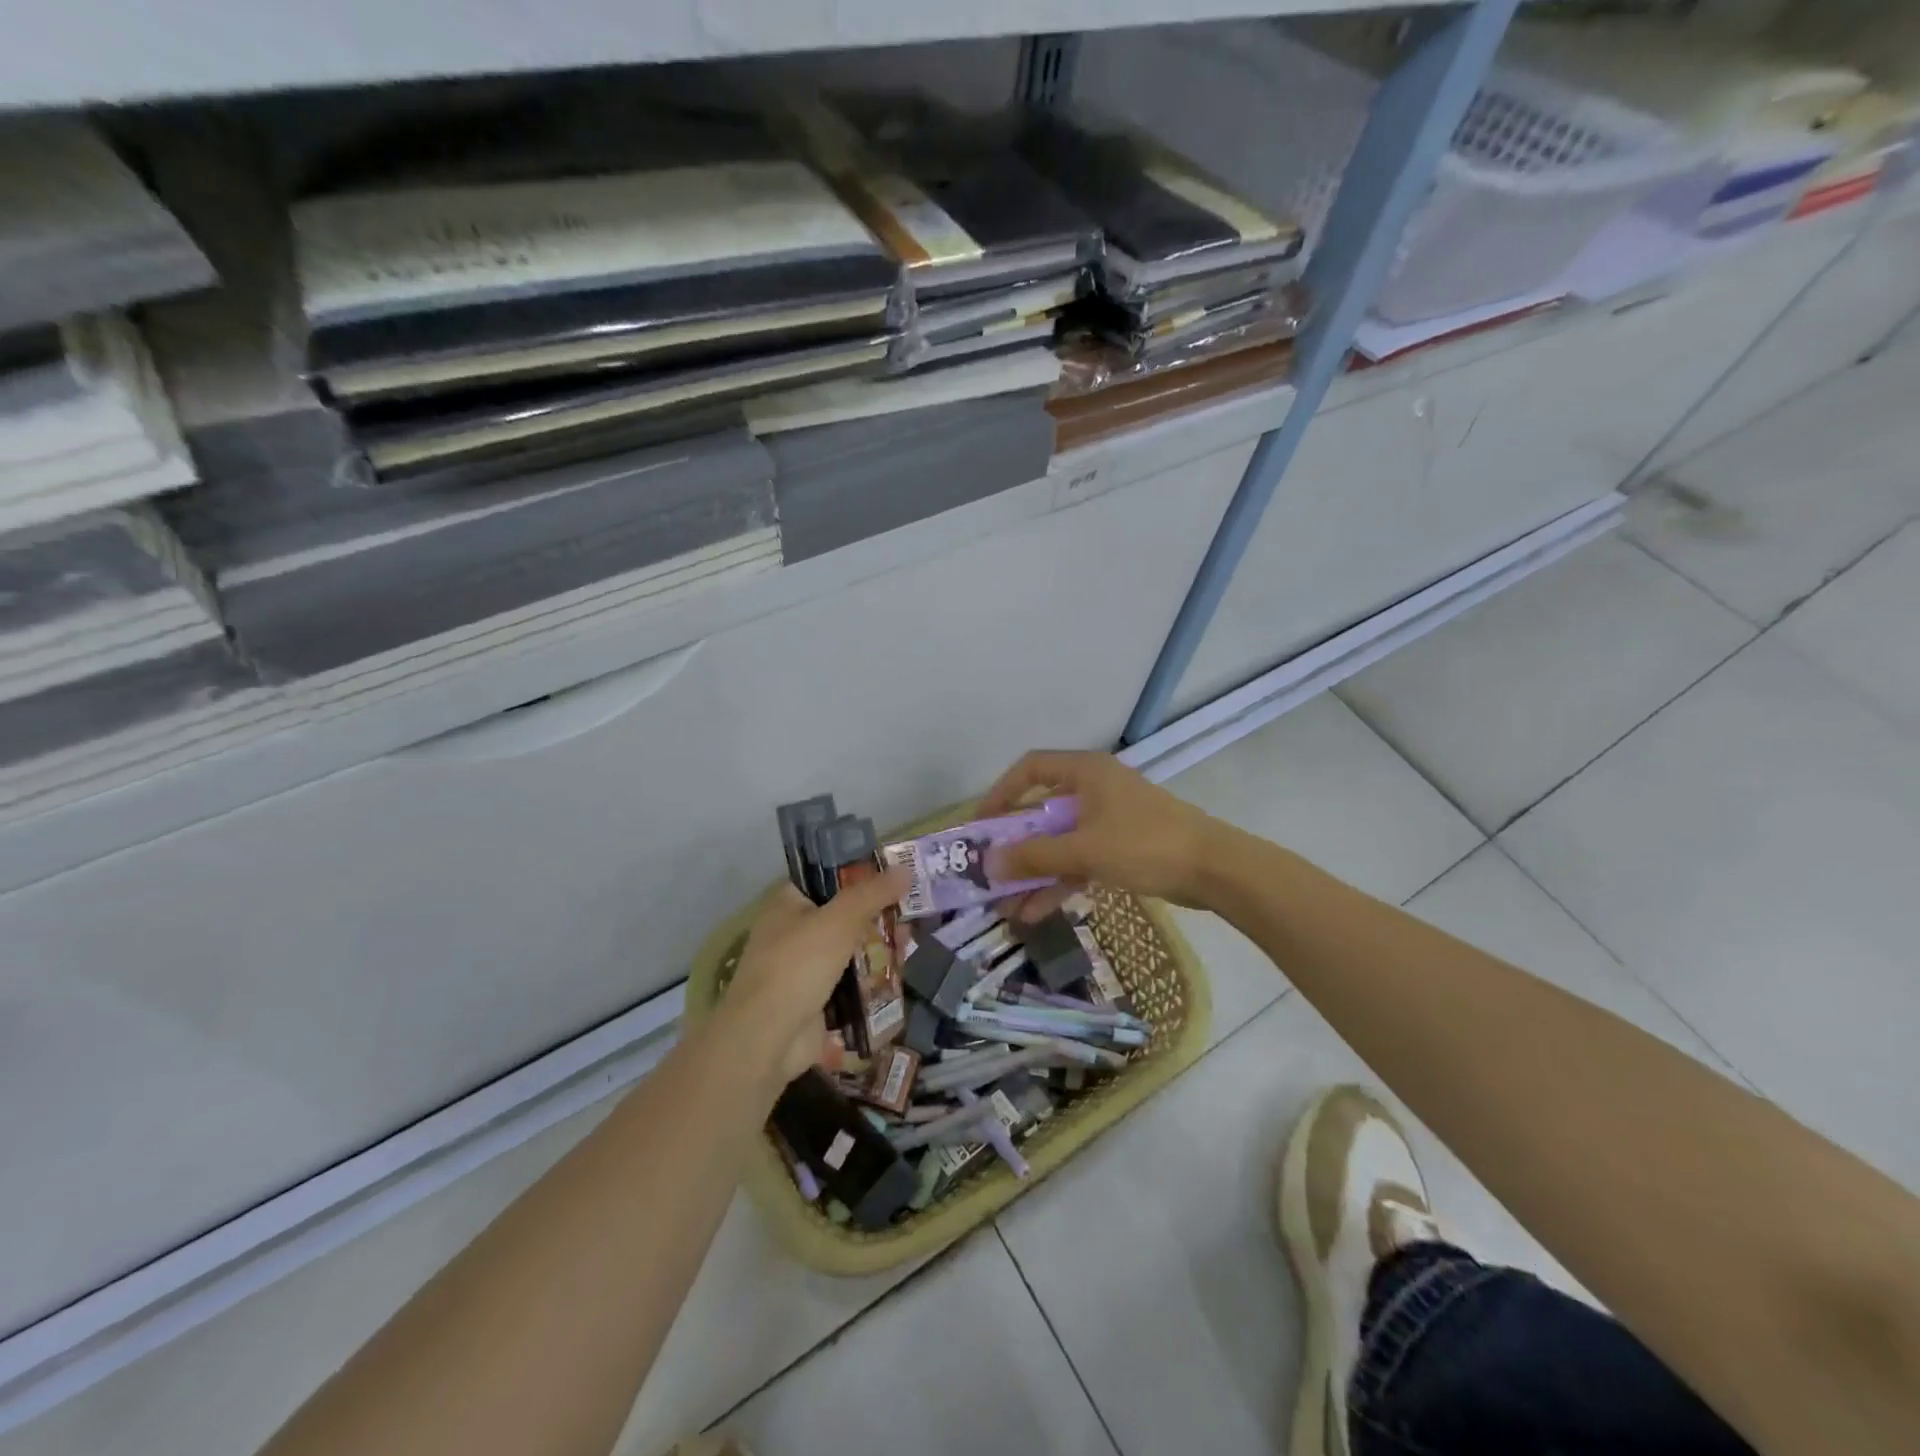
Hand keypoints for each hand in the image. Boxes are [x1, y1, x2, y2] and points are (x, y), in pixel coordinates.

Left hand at [717, 867, 910, 1088]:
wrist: (767, 1039)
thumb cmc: (798, 965)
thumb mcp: (839, 920)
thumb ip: (873, 893)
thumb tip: (905, 868)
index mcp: (788, 902)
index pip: (828, 877)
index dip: (862, 874)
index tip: (896, 874)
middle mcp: (793, 930)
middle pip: (844, 914)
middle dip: (878, 914)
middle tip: (913, 910)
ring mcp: (804, 967)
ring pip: (850, 948)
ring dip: (879, 946)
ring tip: (912, 942)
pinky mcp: (816, 998)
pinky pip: (851, 980)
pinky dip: (872, 977)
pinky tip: (900, 971)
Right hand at [977, 750, 1223, 916]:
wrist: (1215, 869)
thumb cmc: (1145, 844)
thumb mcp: (1083, 849)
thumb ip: (1034, 856)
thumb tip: (988, 864)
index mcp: (1085, 771)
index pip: (1030, 769)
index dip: (1001, 793)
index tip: (981, 825)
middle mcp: (1094, 789)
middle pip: (1042, 811)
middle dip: (1016, 845)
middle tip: (990, 871)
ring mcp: (1109, 818)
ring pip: (1060, 841)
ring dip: (1035, 871)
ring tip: (1007, 904)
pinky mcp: (1122, 846)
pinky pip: (1079, 859)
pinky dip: (1059, 880)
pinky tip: (1036, 911)